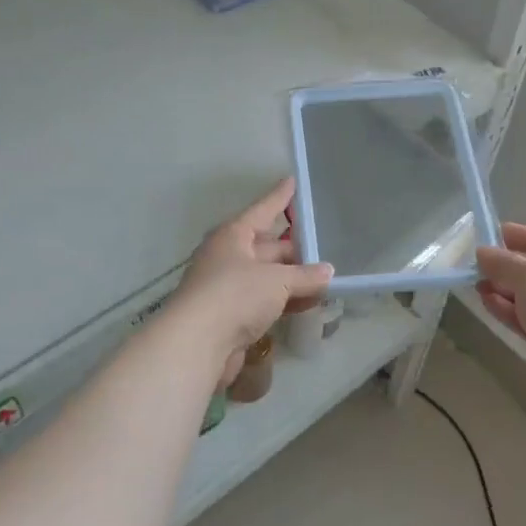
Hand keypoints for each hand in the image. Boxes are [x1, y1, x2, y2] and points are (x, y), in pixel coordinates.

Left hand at [172, 179, 332, 383]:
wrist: (197, 344)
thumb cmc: (235, 296)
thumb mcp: (277, 281)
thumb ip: (305, 275)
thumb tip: (327, 272)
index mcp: (233, 236)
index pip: (262, 210)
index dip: (279, 197)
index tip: (292, 181)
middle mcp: (228, 257)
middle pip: (266, 247)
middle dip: (294, 249)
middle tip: (324, 248)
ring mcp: (228, 288)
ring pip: (267, 277)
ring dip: (293, 279)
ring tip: (324, 279)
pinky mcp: (231, 316)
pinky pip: (264, 301)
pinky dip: (285, 301)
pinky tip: (308, 304)